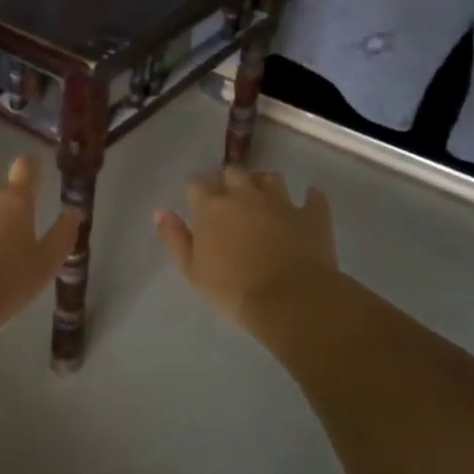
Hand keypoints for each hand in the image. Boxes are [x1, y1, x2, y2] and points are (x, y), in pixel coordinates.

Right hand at [155, 166, 339, 328]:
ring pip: (270, 177)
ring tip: (263, 199)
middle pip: (232, 172)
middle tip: (229, 202)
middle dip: (229, 182)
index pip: (197, 184)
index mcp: (211, 207)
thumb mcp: (191, 270)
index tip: (198, 205)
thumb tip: (161, 211)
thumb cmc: (233, 290)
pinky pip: (313, 196)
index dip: (197, 192)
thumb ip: (174, 237)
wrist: (291, 301)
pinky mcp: (312, 214)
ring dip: (263, 184)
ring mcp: (281, 201)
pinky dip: (309, 198)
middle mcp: (244, 194)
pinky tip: (307, 203)